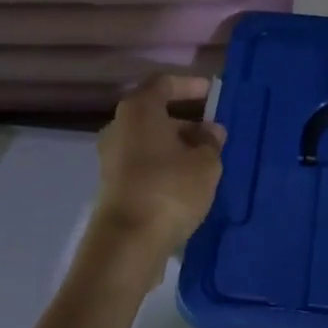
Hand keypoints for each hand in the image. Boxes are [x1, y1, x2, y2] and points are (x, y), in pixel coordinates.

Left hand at [90, 74, 227, 272]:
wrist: (127, 244)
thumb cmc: (169, 189)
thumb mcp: (205, 162)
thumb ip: (211, 141)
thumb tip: (210, 131)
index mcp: (139, 110)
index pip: (164, 84)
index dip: (190, 85)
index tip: (213, 94)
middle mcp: (120, 127)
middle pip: (156, 113)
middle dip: (187, 121)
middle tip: (215, 133)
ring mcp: (113, 157)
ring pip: (150, 140)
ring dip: (177, 146)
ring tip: (207, 159)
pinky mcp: (114, 184)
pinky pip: (145, 162)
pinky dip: (165, 164)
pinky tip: (188, 181)